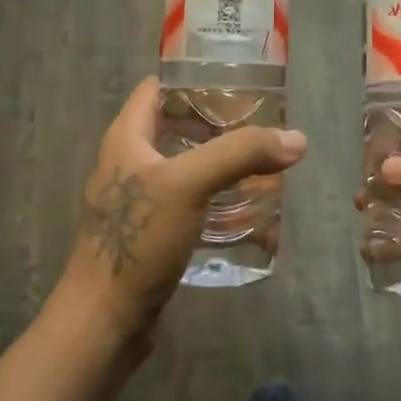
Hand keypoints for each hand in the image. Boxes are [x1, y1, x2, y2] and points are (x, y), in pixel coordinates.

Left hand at [53, 78, 306, 352]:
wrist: (105, 321)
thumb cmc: (138, 239)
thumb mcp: (189, 184)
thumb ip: (241, 154)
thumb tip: (296, 140)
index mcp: (127, 138)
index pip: (158, 88)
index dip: (195, 79)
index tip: (239, 82)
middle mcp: (129, 162)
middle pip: (177, 126)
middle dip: (219, 124)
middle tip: (261, 124)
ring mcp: (139, 201)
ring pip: (187, 167)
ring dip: (222, 164)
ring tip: (264, 164)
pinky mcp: (152, 233)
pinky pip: (191, 204)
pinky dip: (218, 200)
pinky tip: (249, 211)